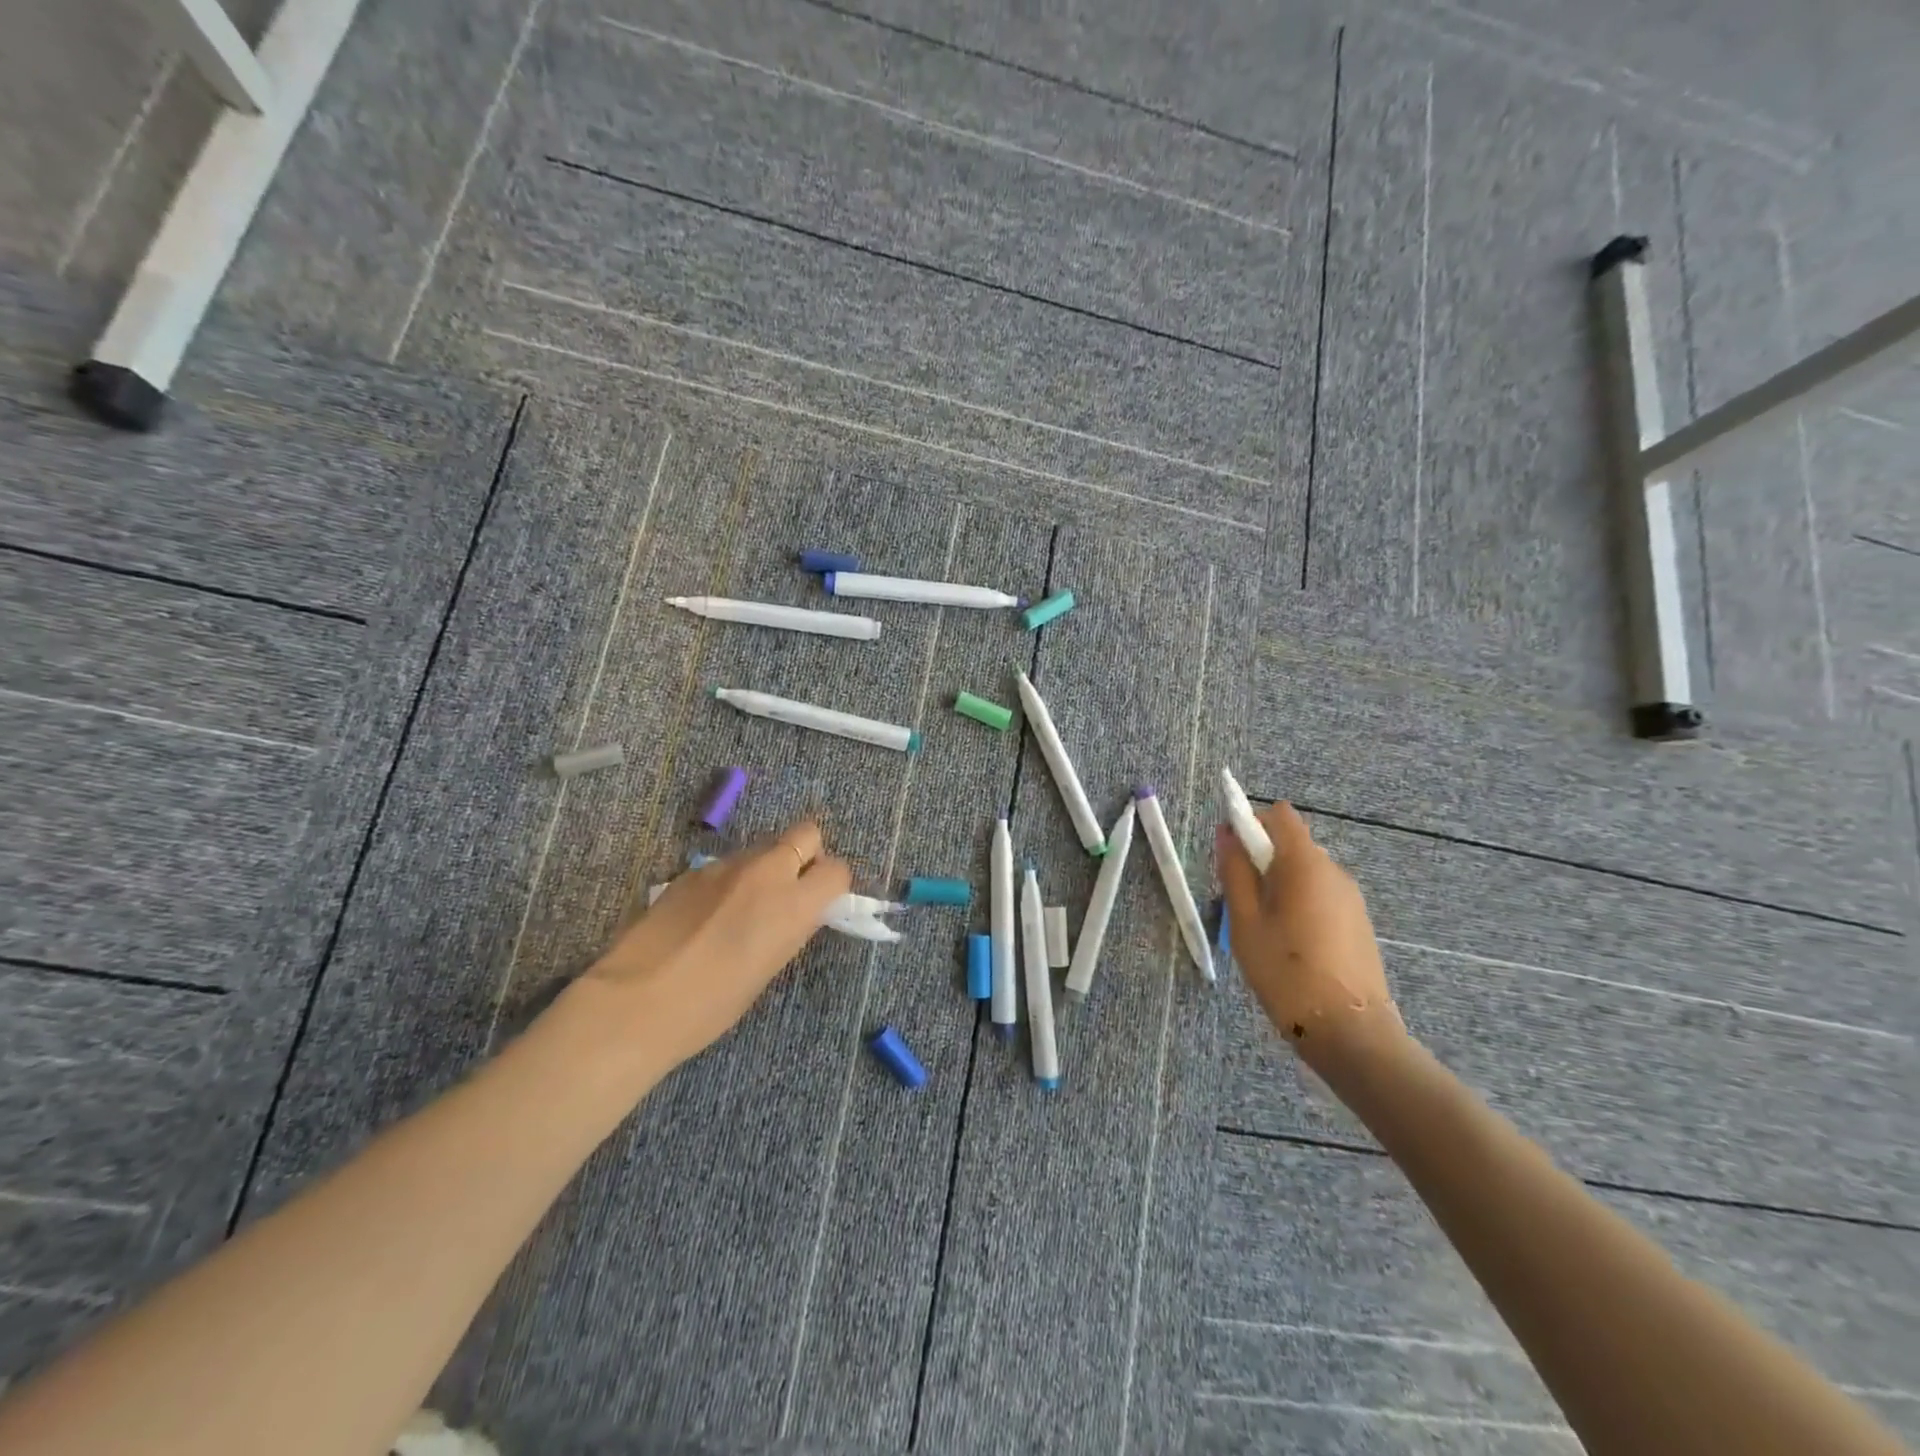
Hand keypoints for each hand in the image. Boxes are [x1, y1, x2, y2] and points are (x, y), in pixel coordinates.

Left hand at [561, 820, 851, 1077]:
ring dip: (765, 867)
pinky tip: (706, 914)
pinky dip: (728, 880)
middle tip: (791, 887)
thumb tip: (795, 910)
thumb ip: (790, 926)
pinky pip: (726, 864)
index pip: (837, 869)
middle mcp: (766, 872)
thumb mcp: (770, 967)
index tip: (821, 903)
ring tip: (742, 907)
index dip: (832, 885)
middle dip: (807, 854)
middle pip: (806, 833)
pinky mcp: (692, 870)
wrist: (637, 1002)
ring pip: (763, 847)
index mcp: (794, 903)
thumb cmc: (712, 1004)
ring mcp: (726, 865)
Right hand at [1216, 802, 1403, 1066]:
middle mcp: (1334, 871)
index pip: (1279, 816)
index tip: (1230, 856)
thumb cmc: (1285, 971)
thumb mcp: (1245, 921)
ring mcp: (1351, 897)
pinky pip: (1320, 895)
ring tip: (1262, 929)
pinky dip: (1298, 903)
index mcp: (1305, 864)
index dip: (1251, 823)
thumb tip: (1226, 833)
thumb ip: (1234, 871)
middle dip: (1261, 860)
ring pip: (1304, 872)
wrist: (1349, 1031)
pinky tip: (1289, 944)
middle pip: (1291, 844)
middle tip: (1239, 901)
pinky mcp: (1358, 922)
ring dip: (1278, 884)